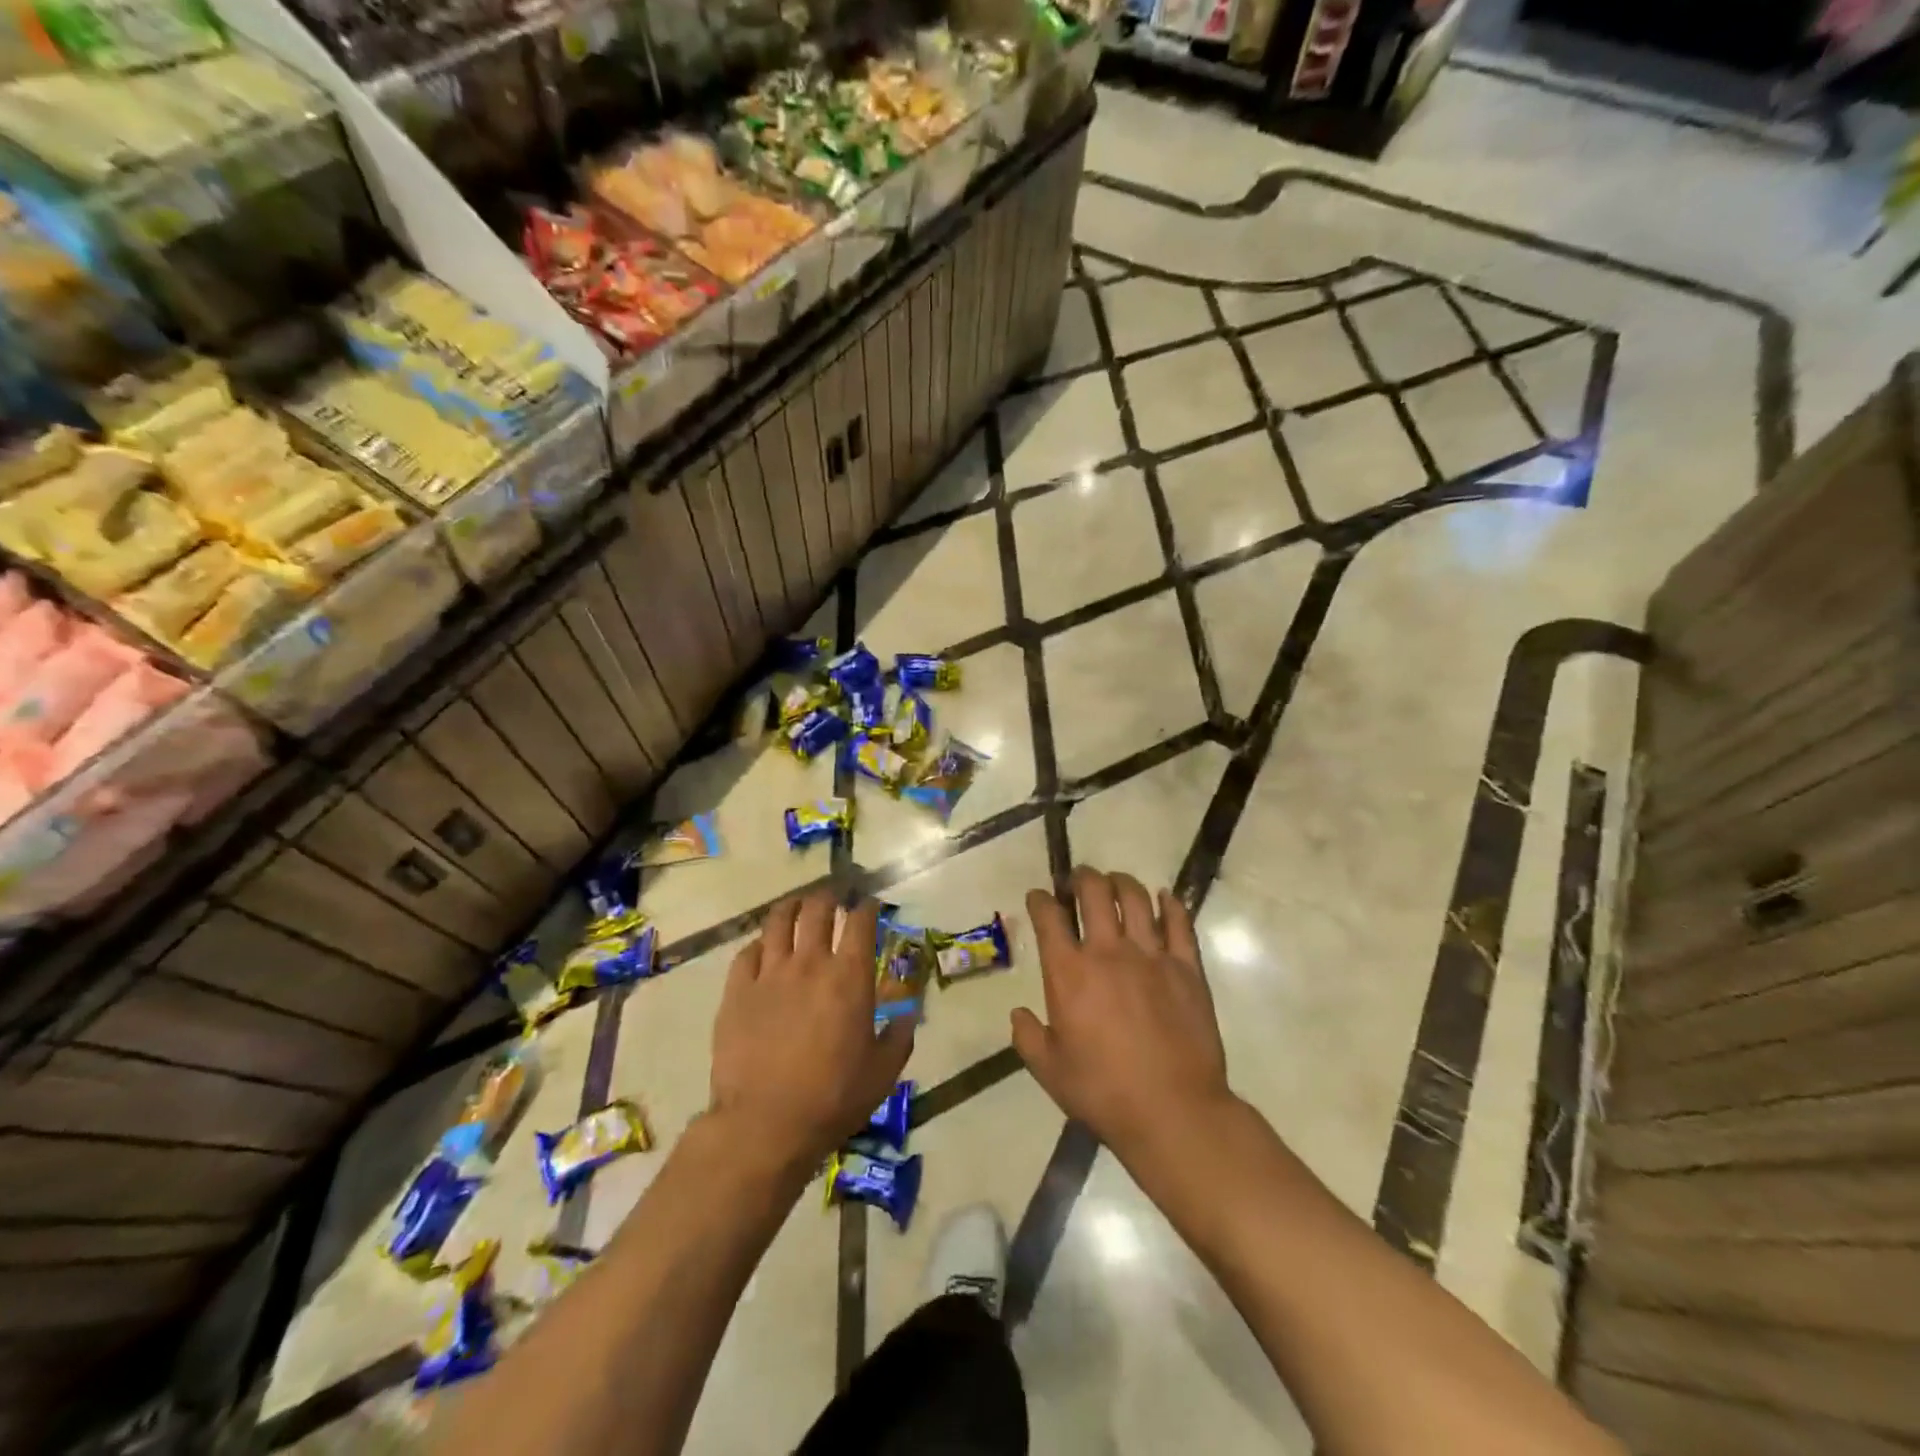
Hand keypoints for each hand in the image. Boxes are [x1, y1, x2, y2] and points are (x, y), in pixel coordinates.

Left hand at [709, 890, 913, 1164]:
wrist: (765, 1124)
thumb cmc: (833, 1098)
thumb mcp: (883, 1072)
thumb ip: (900, 1034)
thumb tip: (909, 1011)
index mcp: (849, 977)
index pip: (861, 922)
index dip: (868, 907)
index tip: (870, 904)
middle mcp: (810, 963)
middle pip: (818, 909)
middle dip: (829, 897)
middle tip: (834, 898)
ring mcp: (769, 974)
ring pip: (779, 921)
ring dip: (792, 907)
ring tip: (798, 906)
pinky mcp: (737, 991)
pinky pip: (747, 952)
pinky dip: (760, 944)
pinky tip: (764, 949)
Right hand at [1012, 867, 1232, 1160]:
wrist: (1173, 1110)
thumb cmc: (1103, 1092)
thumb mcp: (1049, 1071)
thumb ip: (1028, 1037)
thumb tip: (1018, 1014)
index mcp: (1068, 973)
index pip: (1049, 917)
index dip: (1040, 900)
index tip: (1038, 897)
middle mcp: (1108, 952)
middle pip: (1094, 892)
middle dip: (1081, 877)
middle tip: (1078, 880)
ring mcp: (1151, 955)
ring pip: (1135, 897)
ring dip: (1120, 882)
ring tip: (1115, 883)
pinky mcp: (1186, 967)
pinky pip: (1179, 922)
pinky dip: (1169, 903)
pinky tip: (1163, 898)